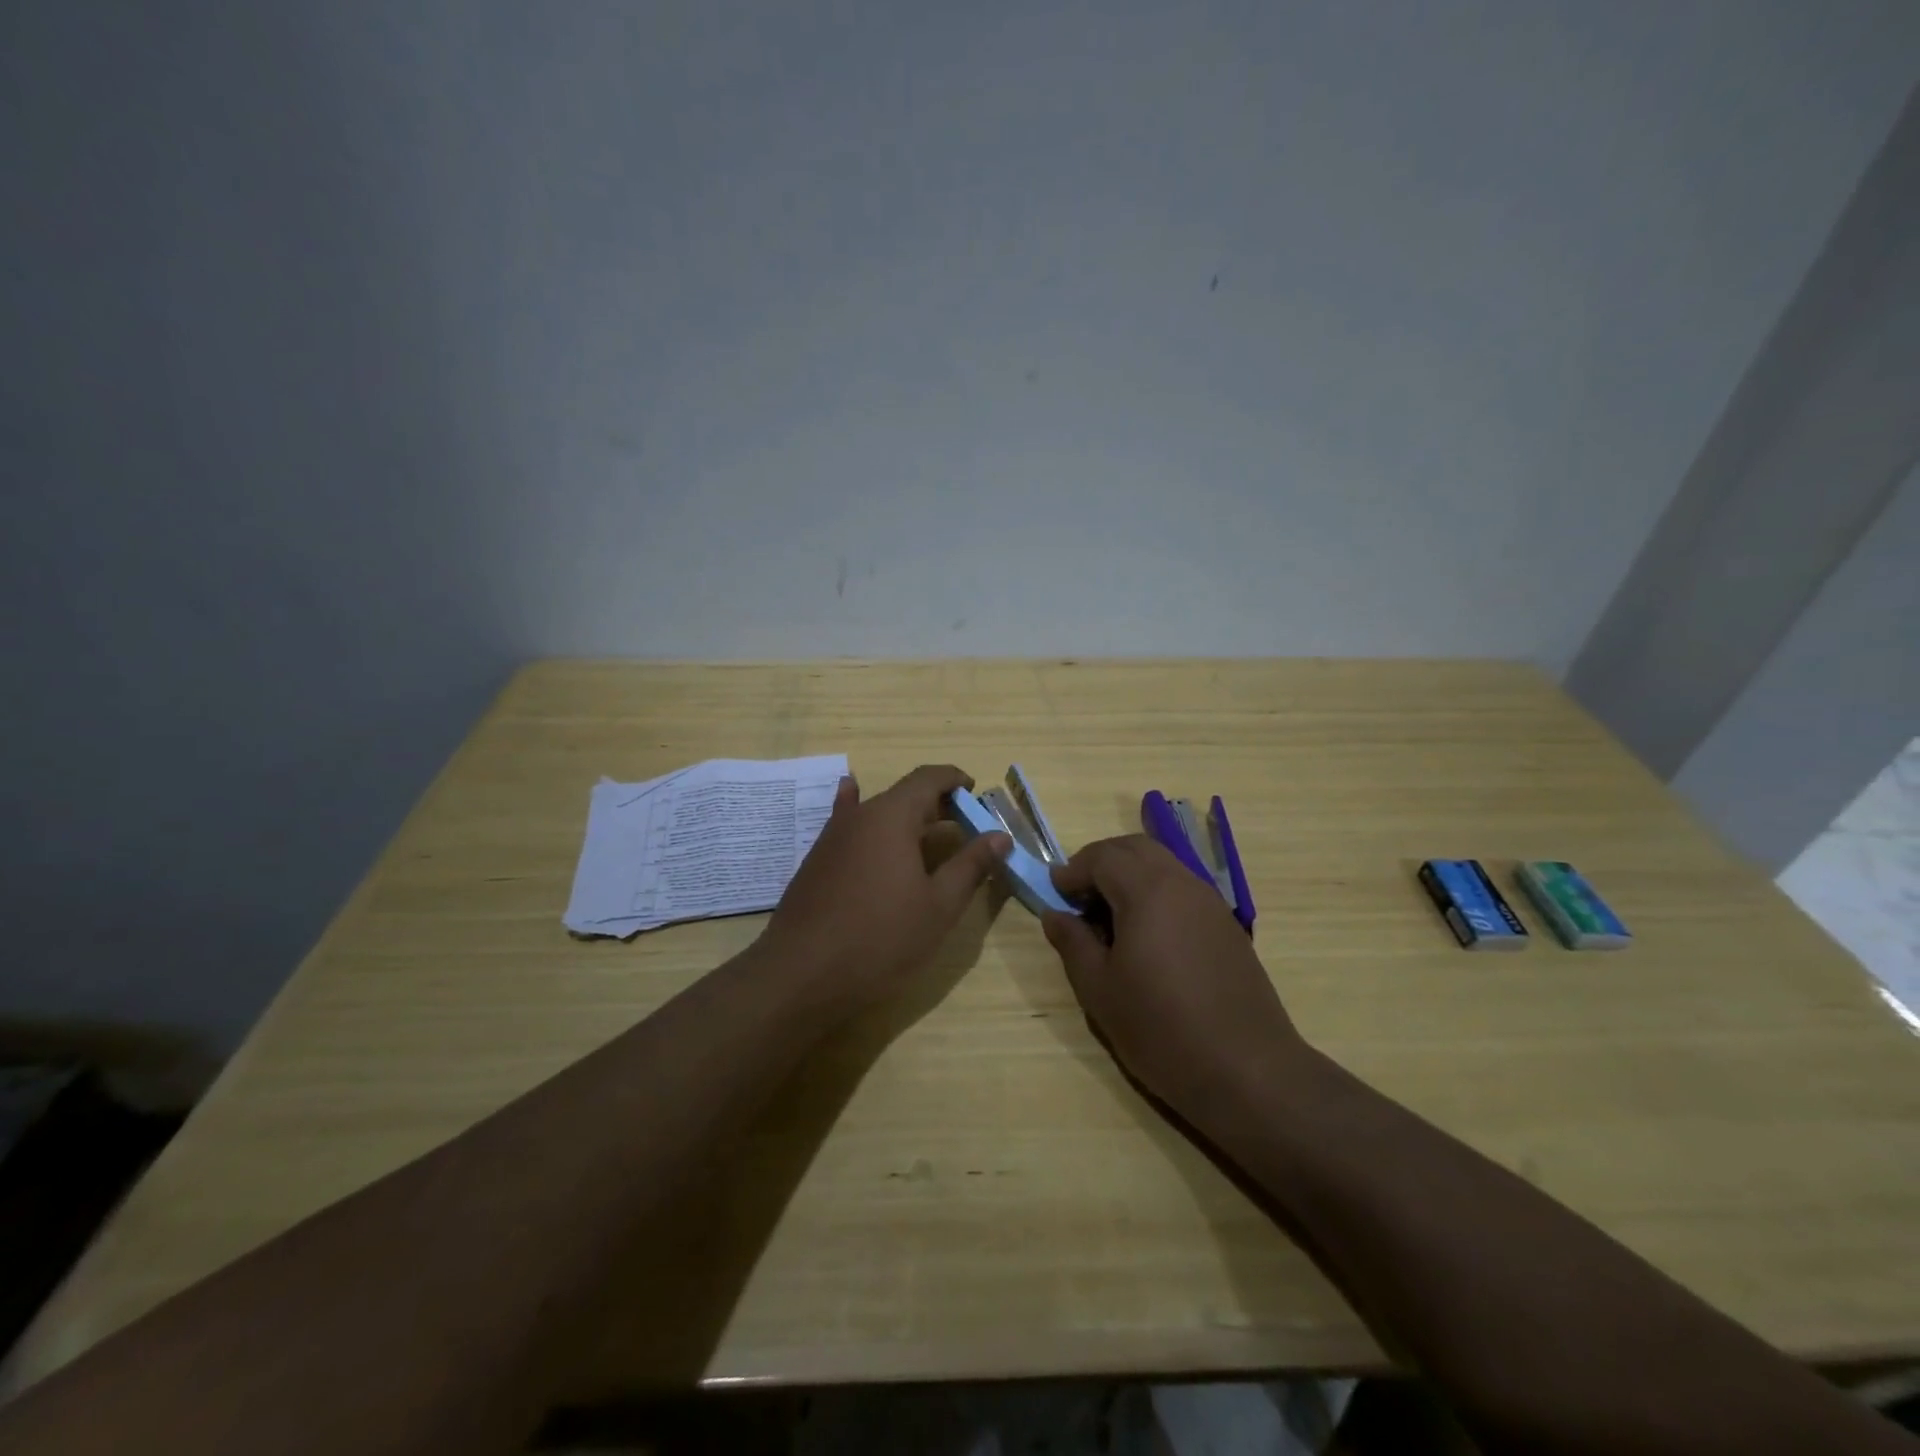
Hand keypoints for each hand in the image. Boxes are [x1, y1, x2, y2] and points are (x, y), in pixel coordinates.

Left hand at [761, 765, 1009, 1013]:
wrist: (802, 974)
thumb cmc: (881, 938)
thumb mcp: (939, 906)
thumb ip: (971, 865)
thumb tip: (1000, 836)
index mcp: (892, 816)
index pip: (928, 778)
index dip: (955, 780)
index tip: (976, 794)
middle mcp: (859, 815)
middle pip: (903, 794)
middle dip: (936, 804)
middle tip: (964, 827)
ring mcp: (832, 837)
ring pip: (876, 812)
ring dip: (906, 818)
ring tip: (928, 833)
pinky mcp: (817, 860)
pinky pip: (846, 825)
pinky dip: (859, 811)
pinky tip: (850, 793)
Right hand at [1042, 835, 1306, 1126]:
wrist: (1248, 1071)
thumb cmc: (1162, 1030)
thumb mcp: (1100, 990)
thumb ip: (1073, 943)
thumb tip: (1054, 915)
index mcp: (1148, 892)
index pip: (1103, 856)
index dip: (1073, 870)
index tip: (1056, 896)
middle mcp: (1182, 884)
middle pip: (1136, 848)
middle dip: (1102, 862)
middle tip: (1080, 897)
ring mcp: (1211, 903)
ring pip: (1163, 865)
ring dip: (1130, 876)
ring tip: (1110, 919)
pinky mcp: (1227, 926)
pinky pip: (1183, 889)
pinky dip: (1155, 893)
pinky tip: (1147, 937)